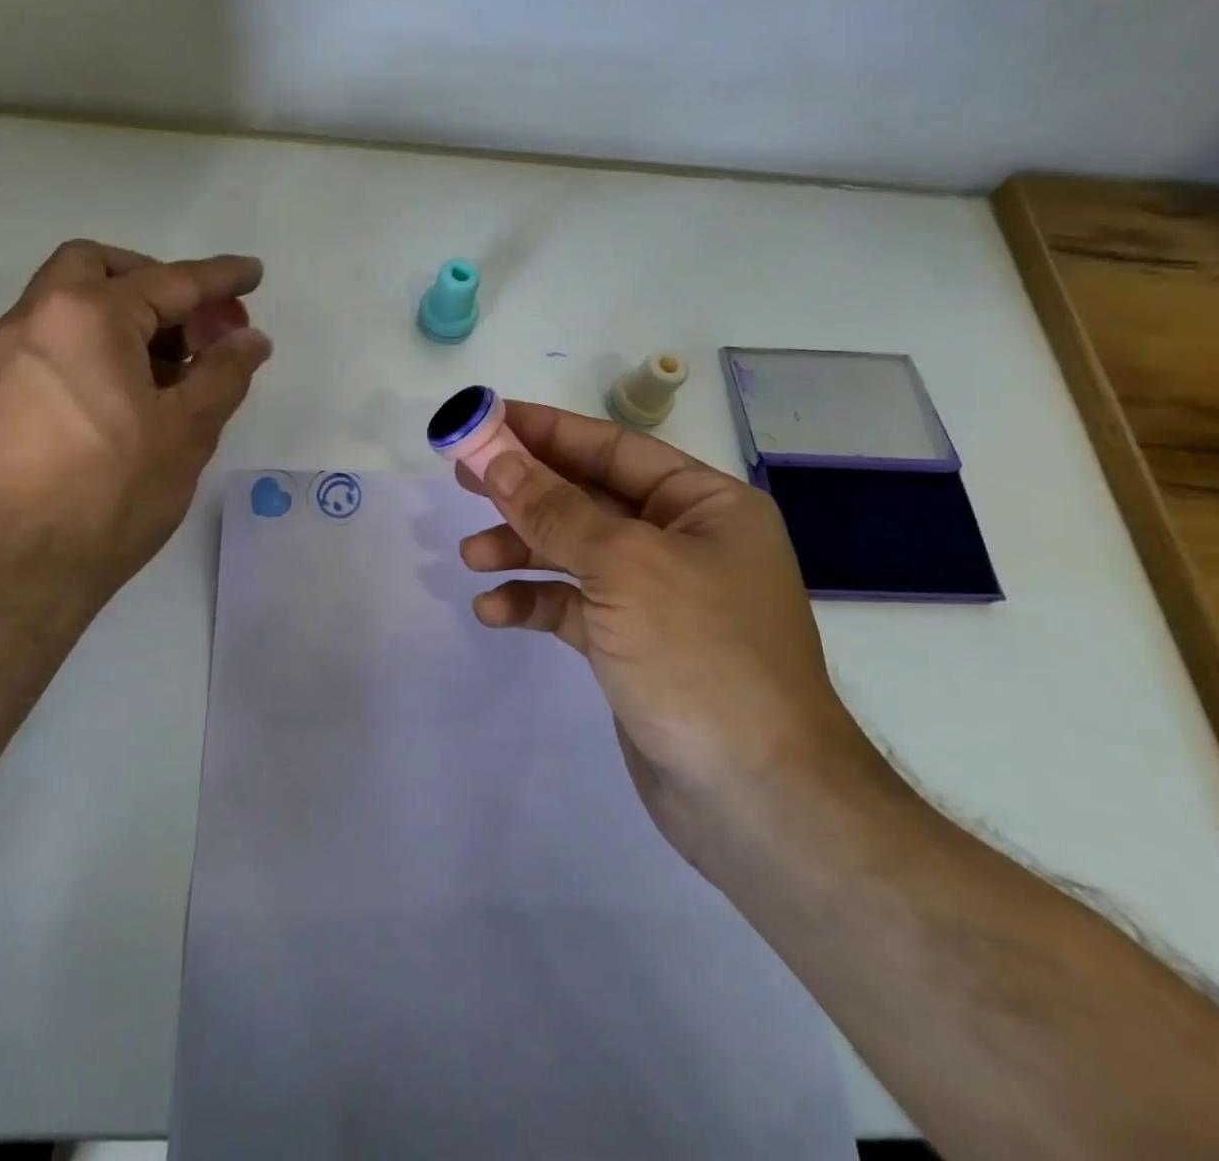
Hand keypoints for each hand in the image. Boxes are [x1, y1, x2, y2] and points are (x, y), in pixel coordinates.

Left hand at [0, 240, 270, 613]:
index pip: (169, 281)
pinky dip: (99, 344)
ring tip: (177, 368)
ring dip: (128, 315)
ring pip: (73, 303)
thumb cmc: (112, 492)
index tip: (253, 274)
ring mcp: (9, 355)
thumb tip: (251, 340)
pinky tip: (133, 393)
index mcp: (88, 316)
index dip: (220, 278)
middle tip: (201, 326)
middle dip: (158, 284)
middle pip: (101, 268)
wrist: (17, 569)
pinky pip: (57, 341)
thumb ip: (224, 373)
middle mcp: (37, 318)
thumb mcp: (187, 431)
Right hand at [456, 402, 878, 863]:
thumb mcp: (623, 566)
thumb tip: (495, 456)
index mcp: (704, 506)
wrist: (756, 798)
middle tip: (462, 479)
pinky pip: (573, 606)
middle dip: (525, 490)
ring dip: (522, 549)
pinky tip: (494, 611)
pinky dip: (535, 602)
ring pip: (575, 553)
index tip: (485, 420)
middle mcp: (683, 542)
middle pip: (588, 498)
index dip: (545, 431)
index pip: (613, 448)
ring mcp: (657, 597)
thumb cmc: (700, 655)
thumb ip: (554, 508)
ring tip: (471, 556)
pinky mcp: (632, 645)